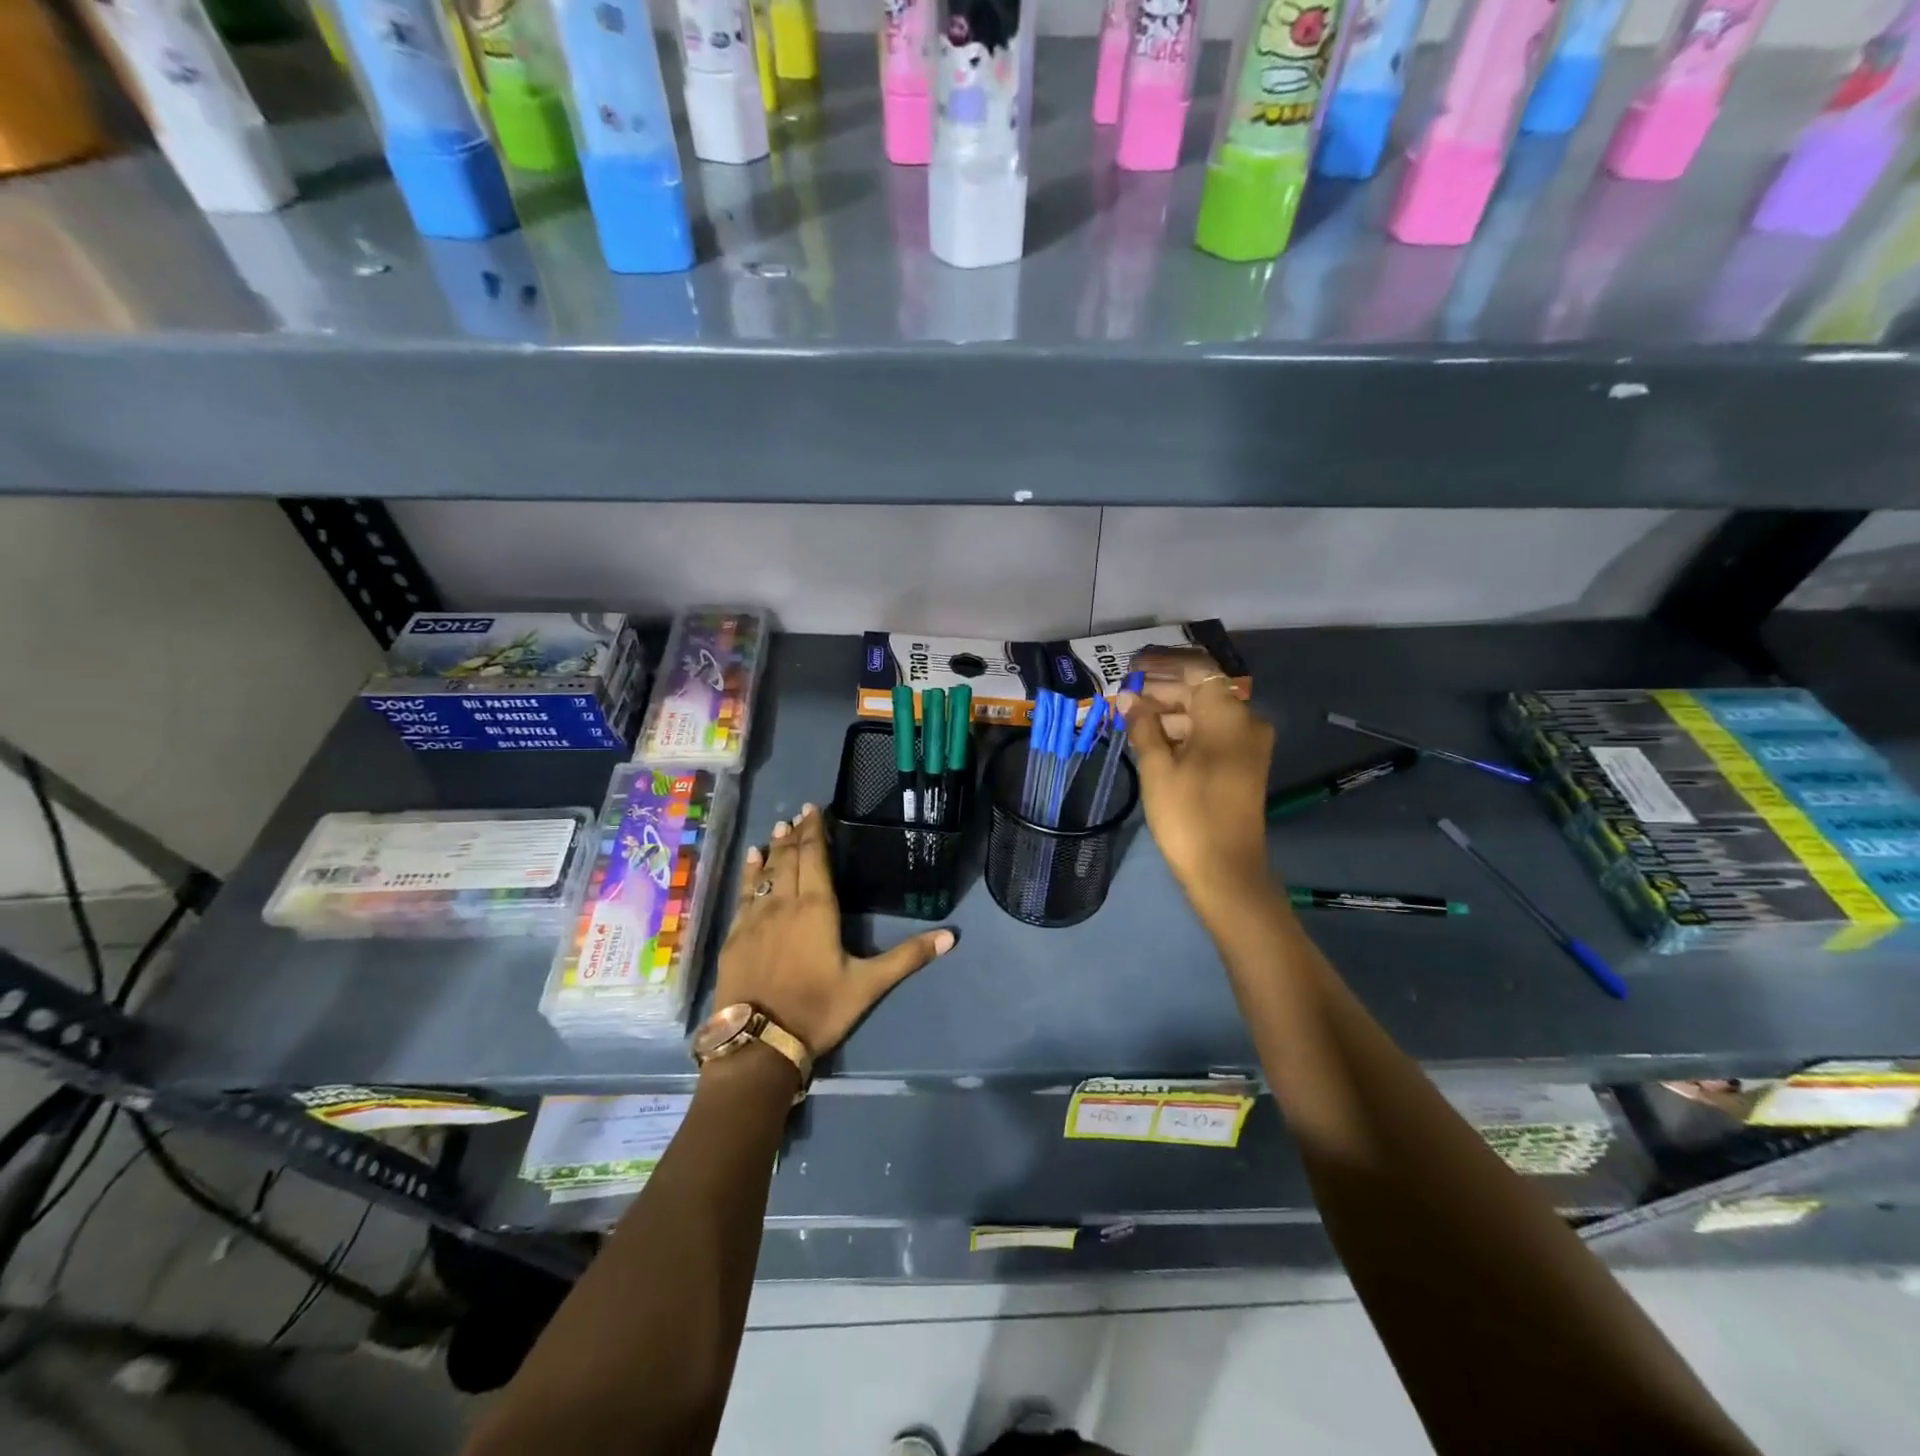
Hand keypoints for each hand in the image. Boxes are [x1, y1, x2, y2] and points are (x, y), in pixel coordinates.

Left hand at [713, 803, 954, 1057]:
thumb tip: (950, 936)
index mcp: (817, 909)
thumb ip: (907, 957)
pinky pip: (743, 893)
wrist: (758, 1043)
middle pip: (790, 859)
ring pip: (765, 872)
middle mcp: (784, 904)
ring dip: (773, 848)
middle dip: (795, 834)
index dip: (815, 832)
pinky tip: (751, 861)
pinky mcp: (735, 935)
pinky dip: (749, 873)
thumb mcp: (868, 985)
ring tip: (778, 828)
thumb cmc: (818, 1010)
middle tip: (797, 813)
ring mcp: (755, 918)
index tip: (813, 809)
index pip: (815, 858)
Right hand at [1120, 650, 1276, 914]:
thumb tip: (1128, 699)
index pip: (1197, 670)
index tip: (1131, 665)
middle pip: (1201, 691)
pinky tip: (1152, 737)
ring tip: (1130, 717)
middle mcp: (1245, 722)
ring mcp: (1247, 745)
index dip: (1163, 663)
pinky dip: (1184, 731)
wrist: (1226, 871)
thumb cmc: (1188, 815)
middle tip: (1124, 694)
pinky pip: (1212, 734)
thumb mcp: (1158, 767)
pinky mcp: (1242, 764)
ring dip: (1170, 711)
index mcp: (1228, 716)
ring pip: (1205, 713)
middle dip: (1162, 689)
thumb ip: (1144, 726)